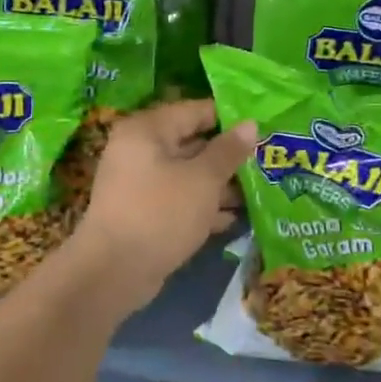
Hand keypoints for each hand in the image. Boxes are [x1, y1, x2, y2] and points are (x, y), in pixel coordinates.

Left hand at [71, 99, 254, 309]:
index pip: (195, 111)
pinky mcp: (143, 212)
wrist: (114, 270)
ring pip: (187, 175)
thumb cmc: (161, 213)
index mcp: (147, 130)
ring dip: (219, 185)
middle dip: (228, 156)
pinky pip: (178, 200)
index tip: (262, 128)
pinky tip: (232, 219)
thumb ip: (228, 151)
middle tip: (266, 162)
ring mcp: (139, 183)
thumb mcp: (202, 180)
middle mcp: (139, 150)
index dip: (229, 118)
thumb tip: (250, 124)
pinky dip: (202, 206)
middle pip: (192, 143)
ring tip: (258, 193)